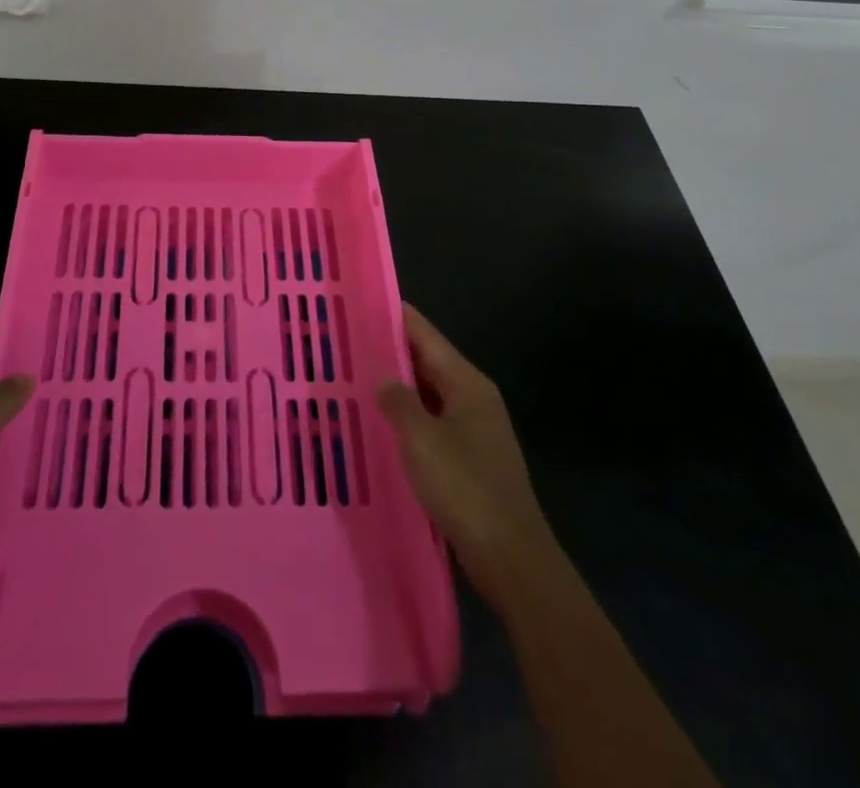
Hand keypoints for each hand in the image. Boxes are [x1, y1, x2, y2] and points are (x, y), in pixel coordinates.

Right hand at [376, 304, 559, 605]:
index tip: (364, 301)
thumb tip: (383, 379)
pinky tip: (381, 425)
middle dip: (391, 351)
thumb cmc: (465, 488)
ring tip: (356, 377)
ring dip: (398, 387)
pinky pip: (432, 424)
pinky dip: (408, 418)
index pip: (426, 335)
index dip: (396, 317)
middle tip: (348, 340)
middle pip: (428, 362)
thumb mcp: (422, 439)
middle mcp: (474, 398)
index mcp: (467, 384)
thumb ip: (398, 402)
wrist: (510, 558)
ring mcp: (474, 430)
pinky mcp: (469, 460)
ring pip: (428, 395)